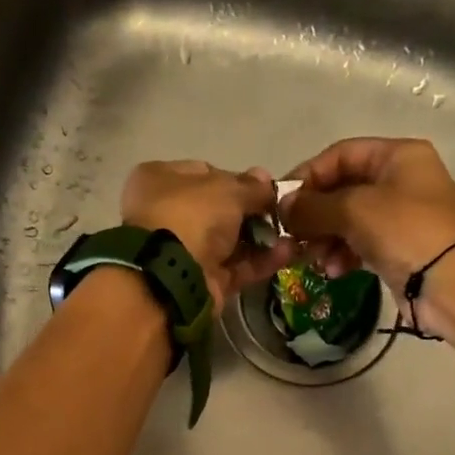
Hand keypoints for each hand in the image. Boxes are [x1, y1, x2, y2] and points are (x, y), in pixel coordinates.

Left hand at [121, 160, 297, 309]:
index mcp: (161, 180)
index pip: (205, 173)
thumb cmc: (191, 216)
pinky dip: (259, 262)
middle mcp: (167, 214)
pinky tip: (288, 253)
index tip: (265, 187)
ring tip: (294, 233)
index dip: (237, 179)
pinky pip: (234, 267)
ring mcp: (183, 251)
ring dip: (261, 238)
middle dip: (252, 212)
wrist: (170, 275)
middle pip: (218, 210)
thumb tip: (266, 180)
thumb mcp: (226, 190)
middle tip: (282, 213)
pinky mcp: (200, 281)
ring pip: (228, 241)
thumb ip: (251, 186)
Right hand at [278, 138, 454, 297]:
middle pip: (342, 189)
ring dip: (325, 239)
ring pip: (348, 221)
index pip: (340, 155)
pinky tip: (333, 271)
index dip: (308, 175)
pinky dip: (343, 255)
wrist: (453, 283)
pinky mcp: (399, 249)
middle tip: (293, 237)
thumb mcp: (354, 210)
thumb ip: (313, 206)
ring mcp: (401, 216)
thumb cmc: (406, 231)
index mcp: (397, 156)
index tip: (282, 203)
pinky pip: (360, 245)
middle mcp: (400, 180)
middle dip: (315, 215)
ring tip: (314, 260)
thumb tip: (282, 207)